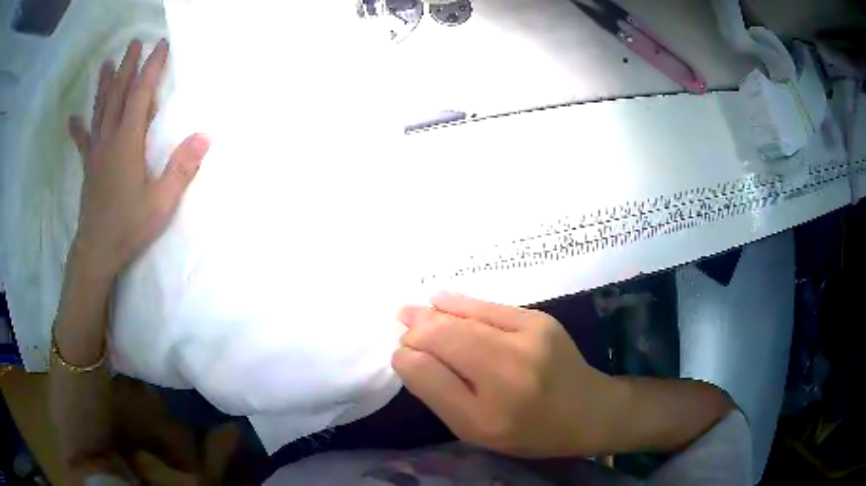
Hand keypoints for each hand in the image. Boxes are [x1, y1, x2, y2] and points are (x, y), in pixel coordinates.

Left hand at [67, 38, 209, 277]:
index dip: (151, 68)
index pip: (140, 95)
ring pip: (100, 111)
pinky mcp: (89, 167)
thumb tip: (205, 136)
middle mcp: (109, 139)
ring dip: (103, 86)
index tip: (160, 45)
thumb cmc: (129, 227)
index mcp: (127, 142)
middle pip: (117, 95)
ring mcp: (96, 152)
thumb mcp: (161, 202)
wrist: (97, 252)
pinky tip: (72, 119)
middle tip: (133, 44)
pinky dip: (78, 128)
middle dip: (126, 67)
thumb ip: (181, 168)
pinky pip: (83, 142)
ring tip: (105, 64)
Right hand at [393, 293, 620, 457]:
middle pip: (445, 340)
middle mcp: (507, 375)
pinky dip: (459, 304)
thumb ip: (440, 395)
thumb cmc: (528, 431)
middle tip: (400, 327)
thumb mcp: (478, 430)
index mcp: (487, 416)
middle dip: (416, 331)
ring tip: (408, 312)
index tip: (400, 356)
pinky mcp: (539, 320)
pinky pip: (489, 307)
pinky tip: (438, 299)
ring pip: (465, 321)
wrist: (586, 410)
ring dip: (432, 315)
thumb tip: (409, 357)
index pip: (430, 376)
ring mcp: (528, 341)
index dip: (407, 359)